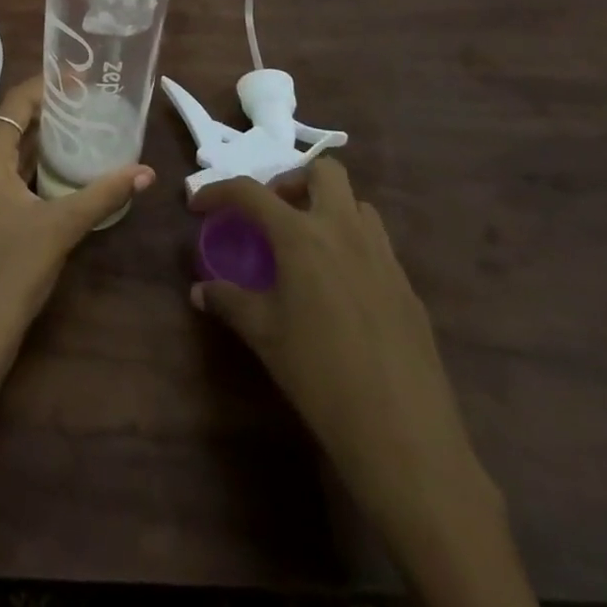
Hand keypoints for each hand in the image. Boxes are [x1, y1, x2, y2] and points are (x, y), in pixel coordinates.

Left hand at [0, 76, 154, 398]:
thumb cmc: (11, 274)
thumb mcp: (61, 228)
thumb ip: (103, 195)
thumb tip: (145, 172)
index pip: (14, 104)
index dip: (45, 86)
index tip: (79, 80)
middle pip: (8, 126)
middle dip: (46, 115)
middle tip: (87, 107)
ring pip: (4, 155)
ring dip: (38, 145)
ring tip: (79, 135)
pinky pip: (0, 178)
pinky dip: (27, 170)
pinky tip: (57, 178)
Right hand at [191, 163, 526, 606]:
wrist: (404, 435)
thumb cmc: (320, 375)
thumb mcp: (264, 336)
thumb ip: (229, 302)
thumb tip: (200, 291)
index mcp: (302, 235)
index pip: (251, 192)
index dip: (218, 191)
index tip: (198, 205)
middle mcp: (344, 230)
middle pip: (324, 172)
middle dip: (293, 181)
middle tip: (273, 214)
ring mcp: (383, 256)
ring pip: (357, 204)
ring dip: (328, 209)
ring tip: (307, 245)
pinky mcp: (407, 287)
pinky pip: (377, 244)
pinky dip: (352, 246)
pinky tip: (340, 289)